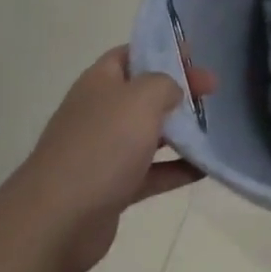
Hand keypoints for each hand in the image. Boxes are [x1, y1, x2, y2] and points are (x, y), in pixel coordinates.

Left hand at [6, 46, 217, 271]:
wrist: (55, 222)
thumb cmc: (101, 146)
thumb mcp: (142, 97)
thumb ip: (166, 83)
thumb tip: (173, 92)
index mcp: (101, 82)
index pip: (133, 54)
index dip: (163, 49)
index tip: (195, 54)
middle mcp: (101, 112)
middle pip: (145, 93)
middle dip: (180, 90)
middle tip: (214, 91)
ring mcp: (105, 152)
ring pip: (150, 134)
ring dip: (181, 131)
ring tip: (215, 127)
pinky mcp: (112, 189)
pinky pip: (151, 173)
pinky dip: (177, 169)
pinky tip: (206, 168)